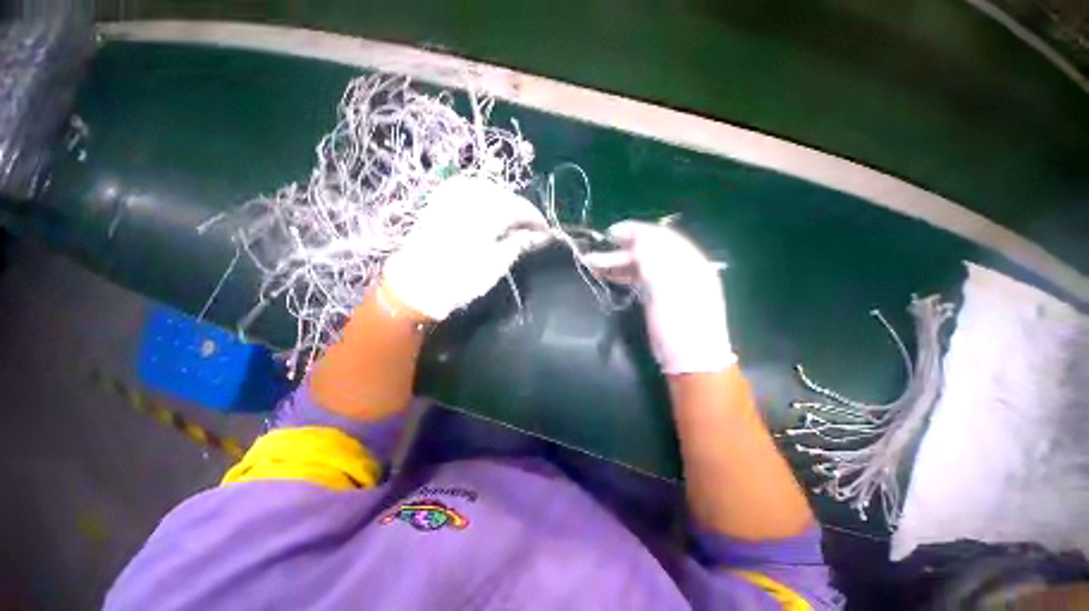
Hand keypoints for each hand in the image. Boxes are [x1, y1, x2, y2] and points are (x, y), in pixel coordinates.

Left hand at [382, 177, 548, 320]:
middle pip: (506, 196)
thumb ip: (519, 244)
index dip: (537, 219)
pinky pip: (471, 188)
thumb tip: (540, 235)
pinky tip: (490, 208)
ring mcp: (452, 194)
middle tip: (531, 229)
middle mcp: (470, 195)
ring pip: (490, 189)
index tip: (546, 232)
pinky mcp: (441, 198)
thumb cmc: (459, 279)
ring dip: (505, 202)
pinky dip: (486, 196)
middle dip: (522, 211)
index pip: (521, 208)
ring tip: (513, 221)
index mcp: (486, 212)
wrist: (415, 284)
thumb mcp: (496, 265)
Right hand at [583, 220, 735, 373]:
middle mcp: (679, 267)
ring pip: (639, 265)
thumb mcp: (669, 289)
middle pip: (647, 250)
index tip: (610, 232)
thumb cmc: (681, 323)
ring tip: (591, 263)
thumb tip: (638, 236)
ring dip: (616, 262)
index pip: (660, 237)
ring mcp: (667, 283)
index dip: (634, 231)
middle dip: (619, 249)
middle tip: (595, 251)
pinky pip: (637, 278)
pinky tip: (605, 274)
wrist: (690, 358)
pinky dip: (621, 274)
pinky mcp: (657, 296)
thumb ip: (655, 260)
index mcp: (689, 261)